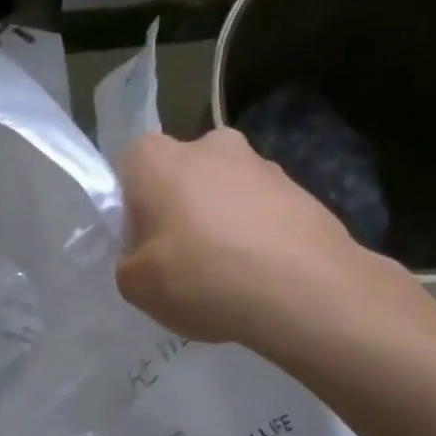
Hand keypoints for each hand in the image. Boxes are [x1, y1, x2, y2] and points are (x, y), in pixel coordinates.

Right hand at [115, 128, 425, 349]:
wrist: (307, 290)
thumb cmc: (203, 277)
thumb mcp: (135, 286)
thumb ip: (128, 262)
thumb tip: (145, 256)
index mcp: (157, 157)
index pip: (128, 169)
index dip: (130, 209)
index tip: (140, 245)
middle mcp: (209, 145)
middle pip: (179, 177)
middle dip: (178, 212)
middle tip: (180, 263)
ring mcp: (261, 164)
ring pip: (224, 194)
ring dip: (220, 224)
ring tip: (228, 278)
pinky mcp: (301, 190)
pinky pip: (261, 214)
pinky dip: (256, 238)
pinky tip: (260, 279)